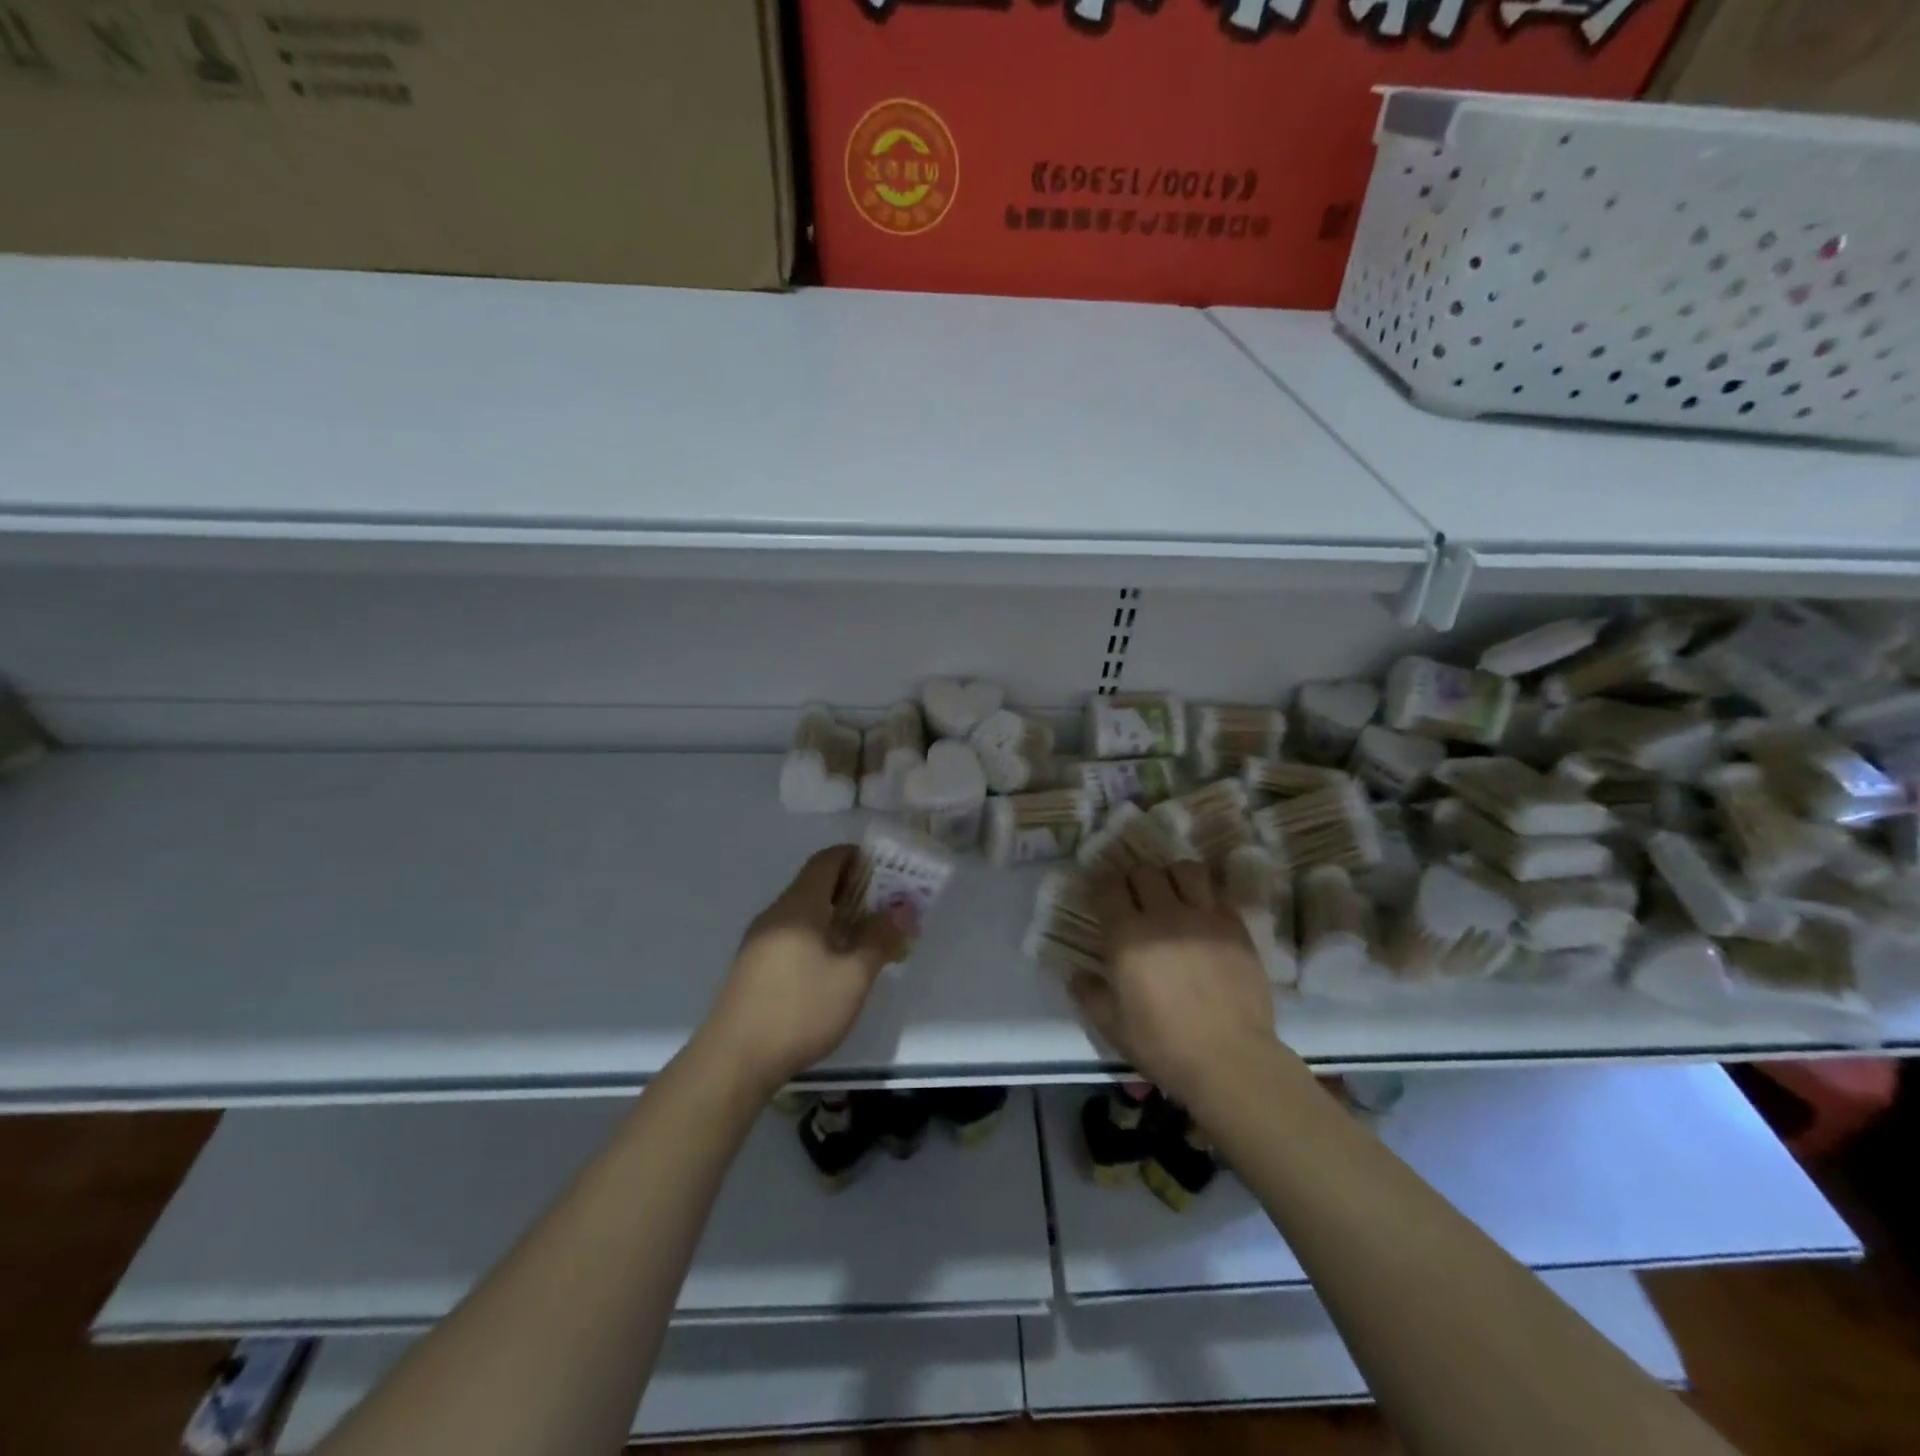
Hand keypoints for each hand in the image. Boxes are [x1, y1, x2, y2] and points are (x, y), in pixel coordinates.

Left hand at [698, 846, 913, 1097]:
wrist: (734, 1061)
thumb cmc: (799, 1010)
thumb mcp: (852, 977)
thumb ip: (879, 939)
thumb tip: (902, 910)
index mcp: (798, 906)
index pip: (826, 861)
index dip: (855, 857)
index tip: (885, 868)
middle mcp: (776, 915)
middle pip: (815, 885)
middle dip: (852, 890)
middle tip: (885, 907)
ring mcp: (759, 941)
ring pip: (804, 914)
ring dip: (836, 917)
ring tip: (866, 938)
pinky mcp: (753, 967)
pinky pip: (792, 936)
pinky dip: (818, 937)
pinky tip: (834, 966)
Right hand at [1068, 861, 1280, 1109]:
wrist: (1231, 1060)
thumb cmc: (1164, 1045)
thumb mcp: (1112, 1026)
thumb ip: (1089, 994)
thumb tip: (1077, 975)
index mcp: (1127, 936)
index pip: (1108, 886)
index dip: (1101, 887)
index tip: (1101, 899)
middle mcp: (1164, 915)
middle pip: (1144, 871)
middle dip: (1134, 880)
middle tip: (1135, 900)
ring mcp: (1204, 918)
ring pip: (1186, 869)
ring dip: (1173, 877)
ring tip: (1173, 897)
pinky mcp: (1236, 927)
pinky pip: (1218, 893)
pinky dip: (1205, 896)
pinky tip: (1202, 916)